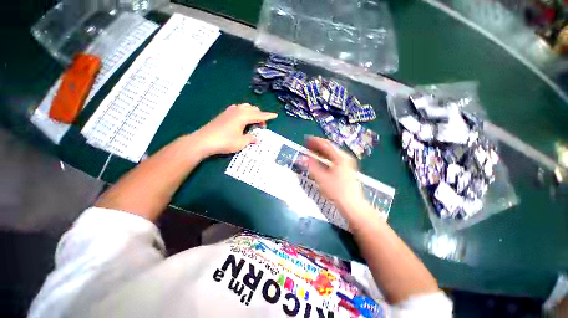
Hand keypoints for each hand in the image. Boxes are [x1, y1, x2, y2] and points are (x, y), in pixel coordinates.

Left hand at [193, 103, 276, 155]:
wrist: (204, 141)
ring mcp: (229, 111)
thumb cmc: (225, 142)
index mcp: (244, 117)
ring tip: (253, 122)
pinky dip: (243, 112)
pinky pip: (237, 109)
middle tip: (261, 126)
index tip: (275, 115)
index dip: (268, 116)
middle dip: (260, 116)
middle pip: (253, 109)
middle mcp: (238, 111)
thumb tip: (255, 138)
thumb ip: (250, 138)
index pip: (259, 115)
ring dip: (251, 113)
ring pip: (245, 107)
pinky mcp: (224, 114)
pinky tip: (241, 118)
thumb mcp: (241, 142)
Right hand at [307, 137, 372, 221]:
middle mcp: (345, 158)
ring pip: (331, 154)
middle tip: (307, 145)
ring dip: (321, 152)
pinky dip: (325, 158)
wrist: (352, 204)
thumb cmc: (337, 191)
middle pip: (329, 148)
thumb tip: (302, 157)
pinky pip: (333, 159)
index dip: (315, 141)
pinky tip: (319, 160)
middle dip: (317, 146)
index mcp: (340, 157)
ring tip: (311, 151)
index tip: (306, 139)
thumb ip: (311, 166)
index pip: (326, 145)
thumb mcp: (321, 178)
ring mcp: (346, 163)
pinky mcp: (346, 169)